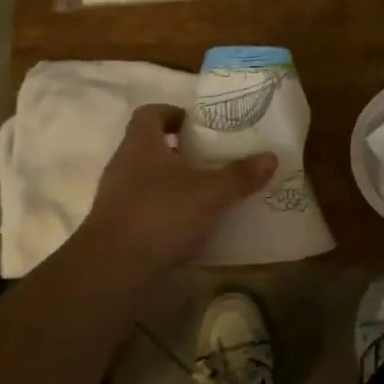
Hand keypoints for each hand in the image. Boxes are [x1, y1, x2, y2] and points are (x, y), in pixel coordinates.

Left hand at [71, 105, 276, 279]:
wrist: (112, 269)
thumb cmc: (160, 215)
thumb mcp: (209, 193)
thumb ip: (239, 175)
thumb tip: (271, 156)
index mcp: (141, 143)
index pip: (150, 113)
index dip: (172, 113)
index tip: (198, 125)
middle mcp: (123, 164)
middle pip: (149, 146)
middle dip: (179, 150)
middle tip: (209, 159)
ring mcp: (115, 197)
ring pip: (146, 178)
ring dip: (172, 182)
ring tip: (205, 193)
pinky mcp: (116, 226)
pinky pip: (144, 208)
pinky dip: (165, 211)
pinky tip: (189, 227)